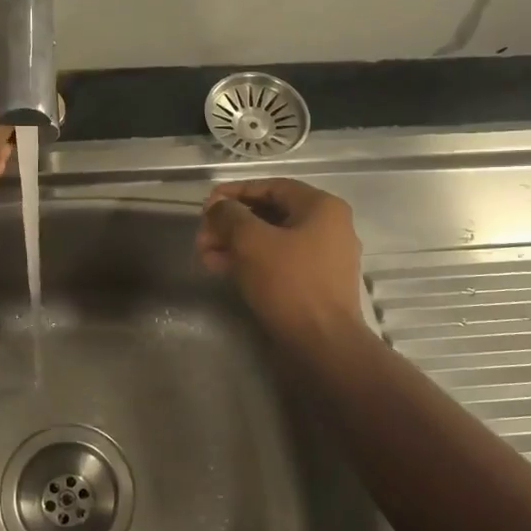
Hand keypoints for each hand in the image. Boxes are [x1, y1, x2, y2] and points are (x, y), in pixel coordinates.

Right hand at [195, 179, 364, 340]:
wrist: (323, 344)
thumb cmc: (289, 283)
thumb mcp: (251, 241)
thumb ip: (229, 215)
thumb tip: (218, 207)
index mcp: (321, 207)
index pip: (271, 186)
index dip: (235, 192)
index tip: (206, 204)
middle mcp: (328, 227)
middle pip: (270, 214)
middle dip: (231, 223)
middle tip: (202, 236)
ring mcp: (324, 257)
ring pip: (271, 240)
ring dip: (235, 244)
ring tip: (204, 256)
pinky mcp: (315, 284)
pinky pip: (279, 262)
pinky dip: (251, 262)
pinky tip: (223, 270)